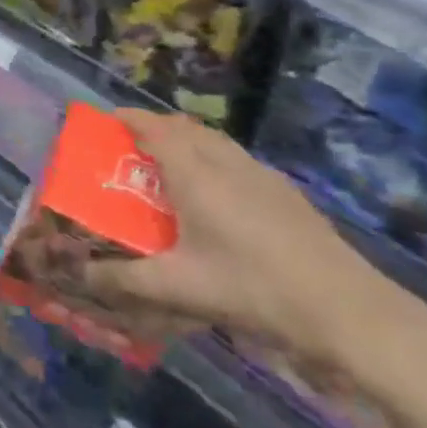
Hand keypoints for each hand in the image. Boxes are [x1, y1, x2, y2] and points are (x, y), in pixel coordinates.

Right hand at [77, 111, 408, 367]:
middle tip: (132, 147)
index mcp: (195, 172)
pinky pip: (237, 159)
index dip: (128, 118)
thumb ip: (126, 280)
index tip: (105, 120)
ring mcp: (260, 174)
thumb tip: (82, 275)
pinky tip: (218, 196)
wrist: (345, 309)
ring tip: (171, 166)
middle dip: (155, 128)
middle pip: (184, 127)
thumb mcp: (179, 288)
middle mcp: (225, 161)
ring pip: (214, 141)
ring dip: (187, 141)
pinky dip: (214, 160)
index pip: (153, 128)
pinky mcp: (285, 192)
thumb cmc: (252, 287)